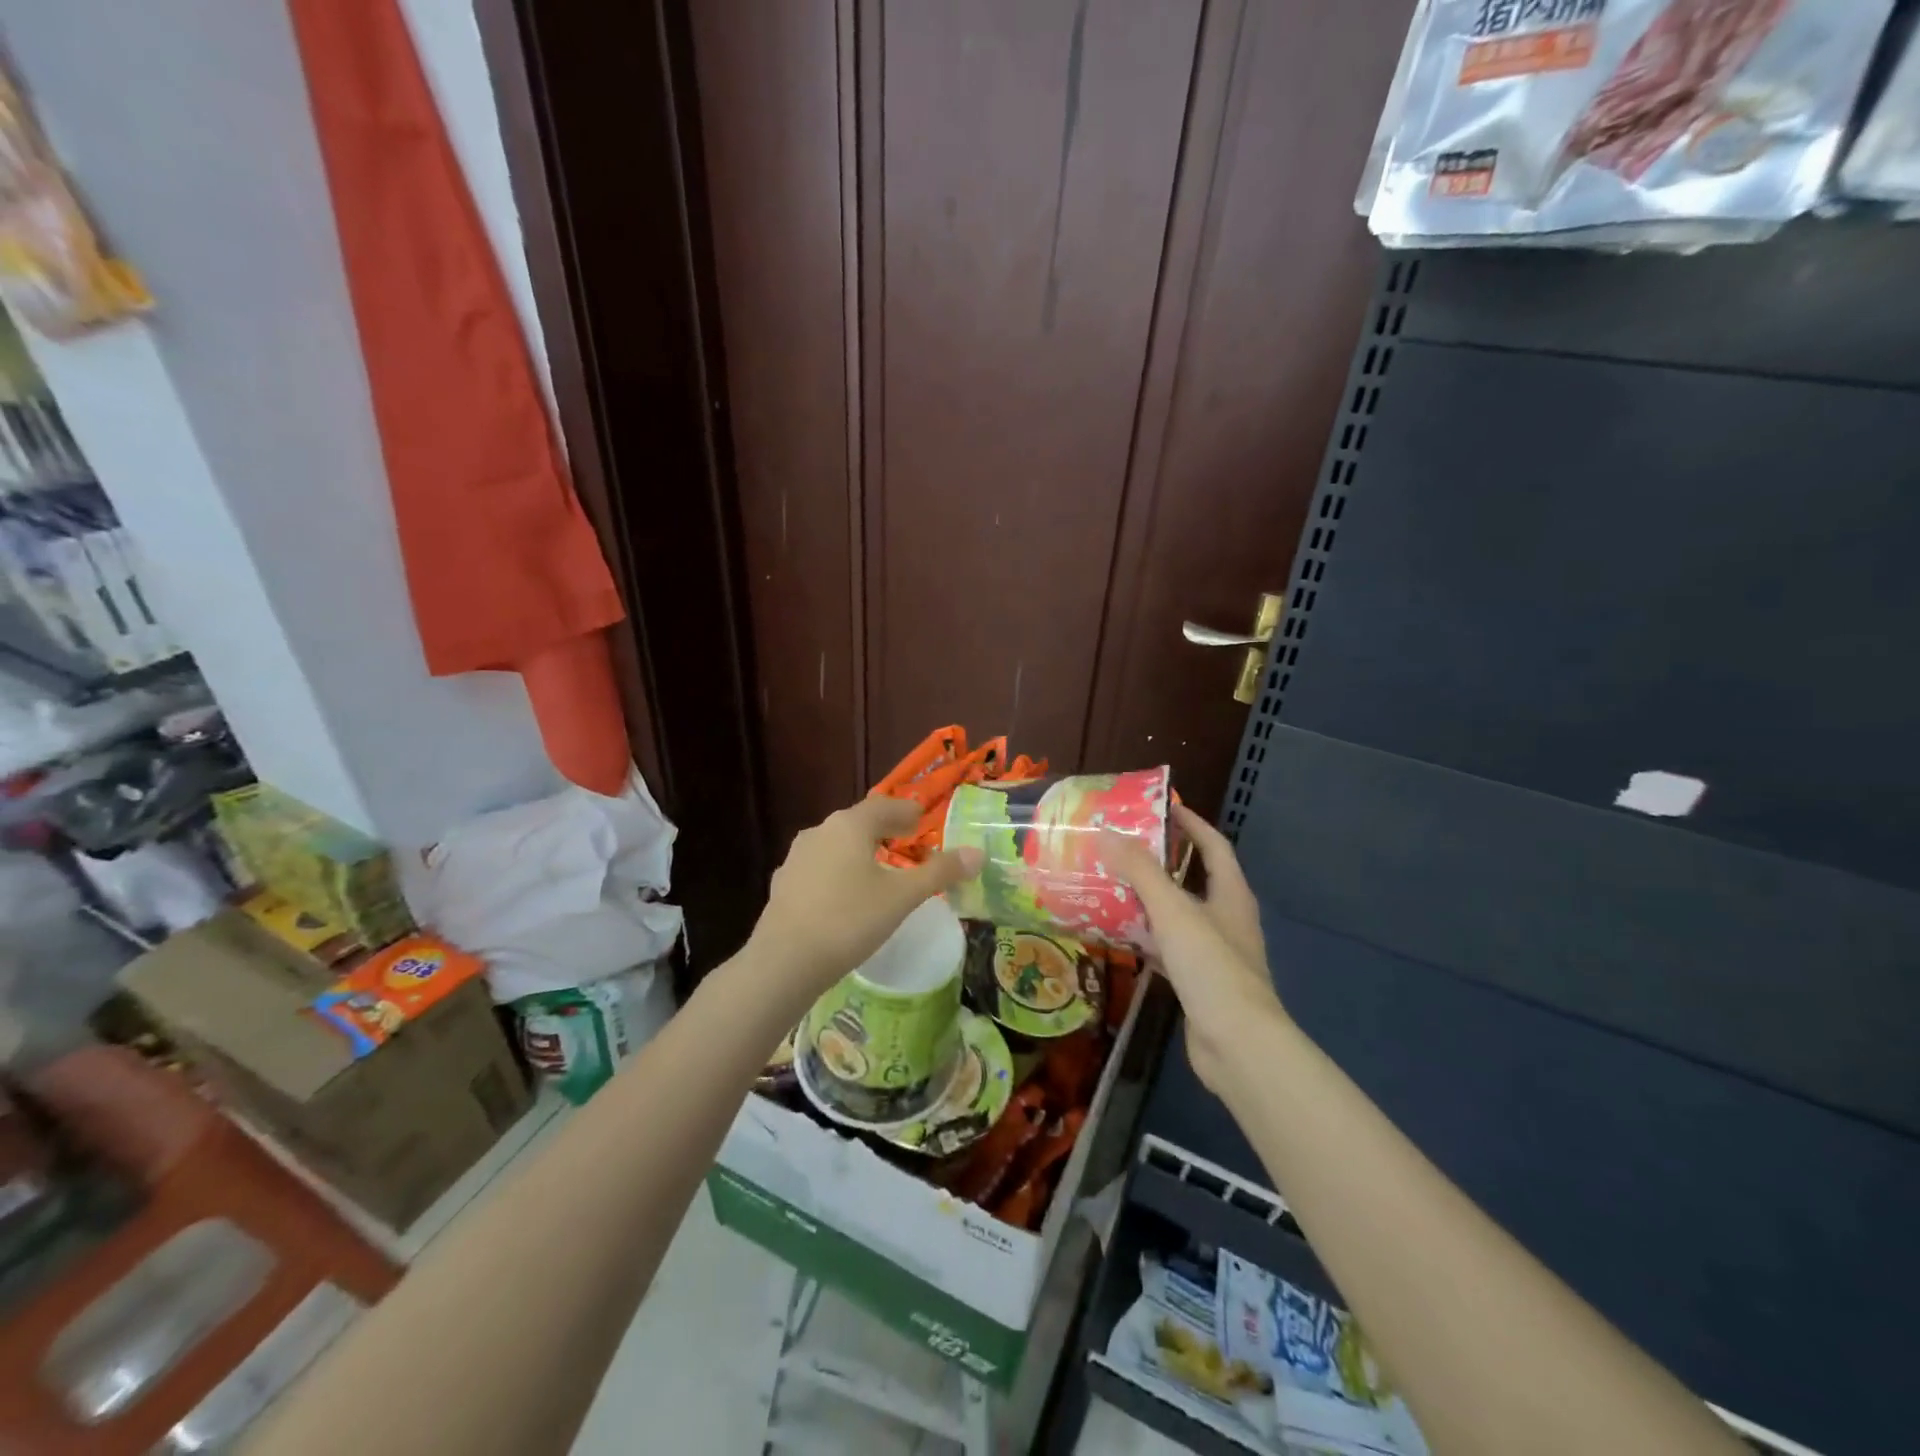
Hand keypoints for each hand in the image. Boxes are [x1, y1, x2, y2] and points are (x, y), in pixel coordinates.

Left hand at [751, 796, 983, 999]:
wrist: (785, 961)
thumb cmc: (850, 920)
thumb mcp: (903, 897)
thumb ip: (940, 872)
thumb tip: (977, 853)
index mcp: (849, 825)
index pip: (884, 806)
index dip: (906, 811)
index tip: (922, 820)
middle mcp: (820, 832)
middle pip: (858, 823)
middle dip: (884, 830)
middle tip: (906, 842)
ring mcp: (796, 858)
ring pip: (836, 845)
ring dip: (859, 851)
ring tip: (877, 870)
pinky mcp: (783, 884)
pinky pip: (819, 869)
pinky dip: (838, 873)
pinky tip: (844, 895)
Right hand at [1100, 804, 1285, 1092]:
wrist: (1237, 1044)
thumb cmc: (1211, 966)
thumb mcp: (1173, 910)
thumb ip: (1140, 871)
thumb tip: (1107, 832)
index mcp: (1231, 895)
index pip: (1214, 846)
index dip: (1192, 824)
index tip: (1164, 807)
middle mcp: (1227, 919)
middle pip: (1194, 879)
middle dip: (1162, 862)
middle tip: (1124, 847)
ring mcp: (1215, 953)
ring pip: (1178, 916)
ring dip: (1150, 900)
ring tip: (1112, 885)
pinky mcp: (1199, 982)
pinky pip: (1168, 949)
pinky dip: (1146, 938)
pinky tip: (1119, 935)